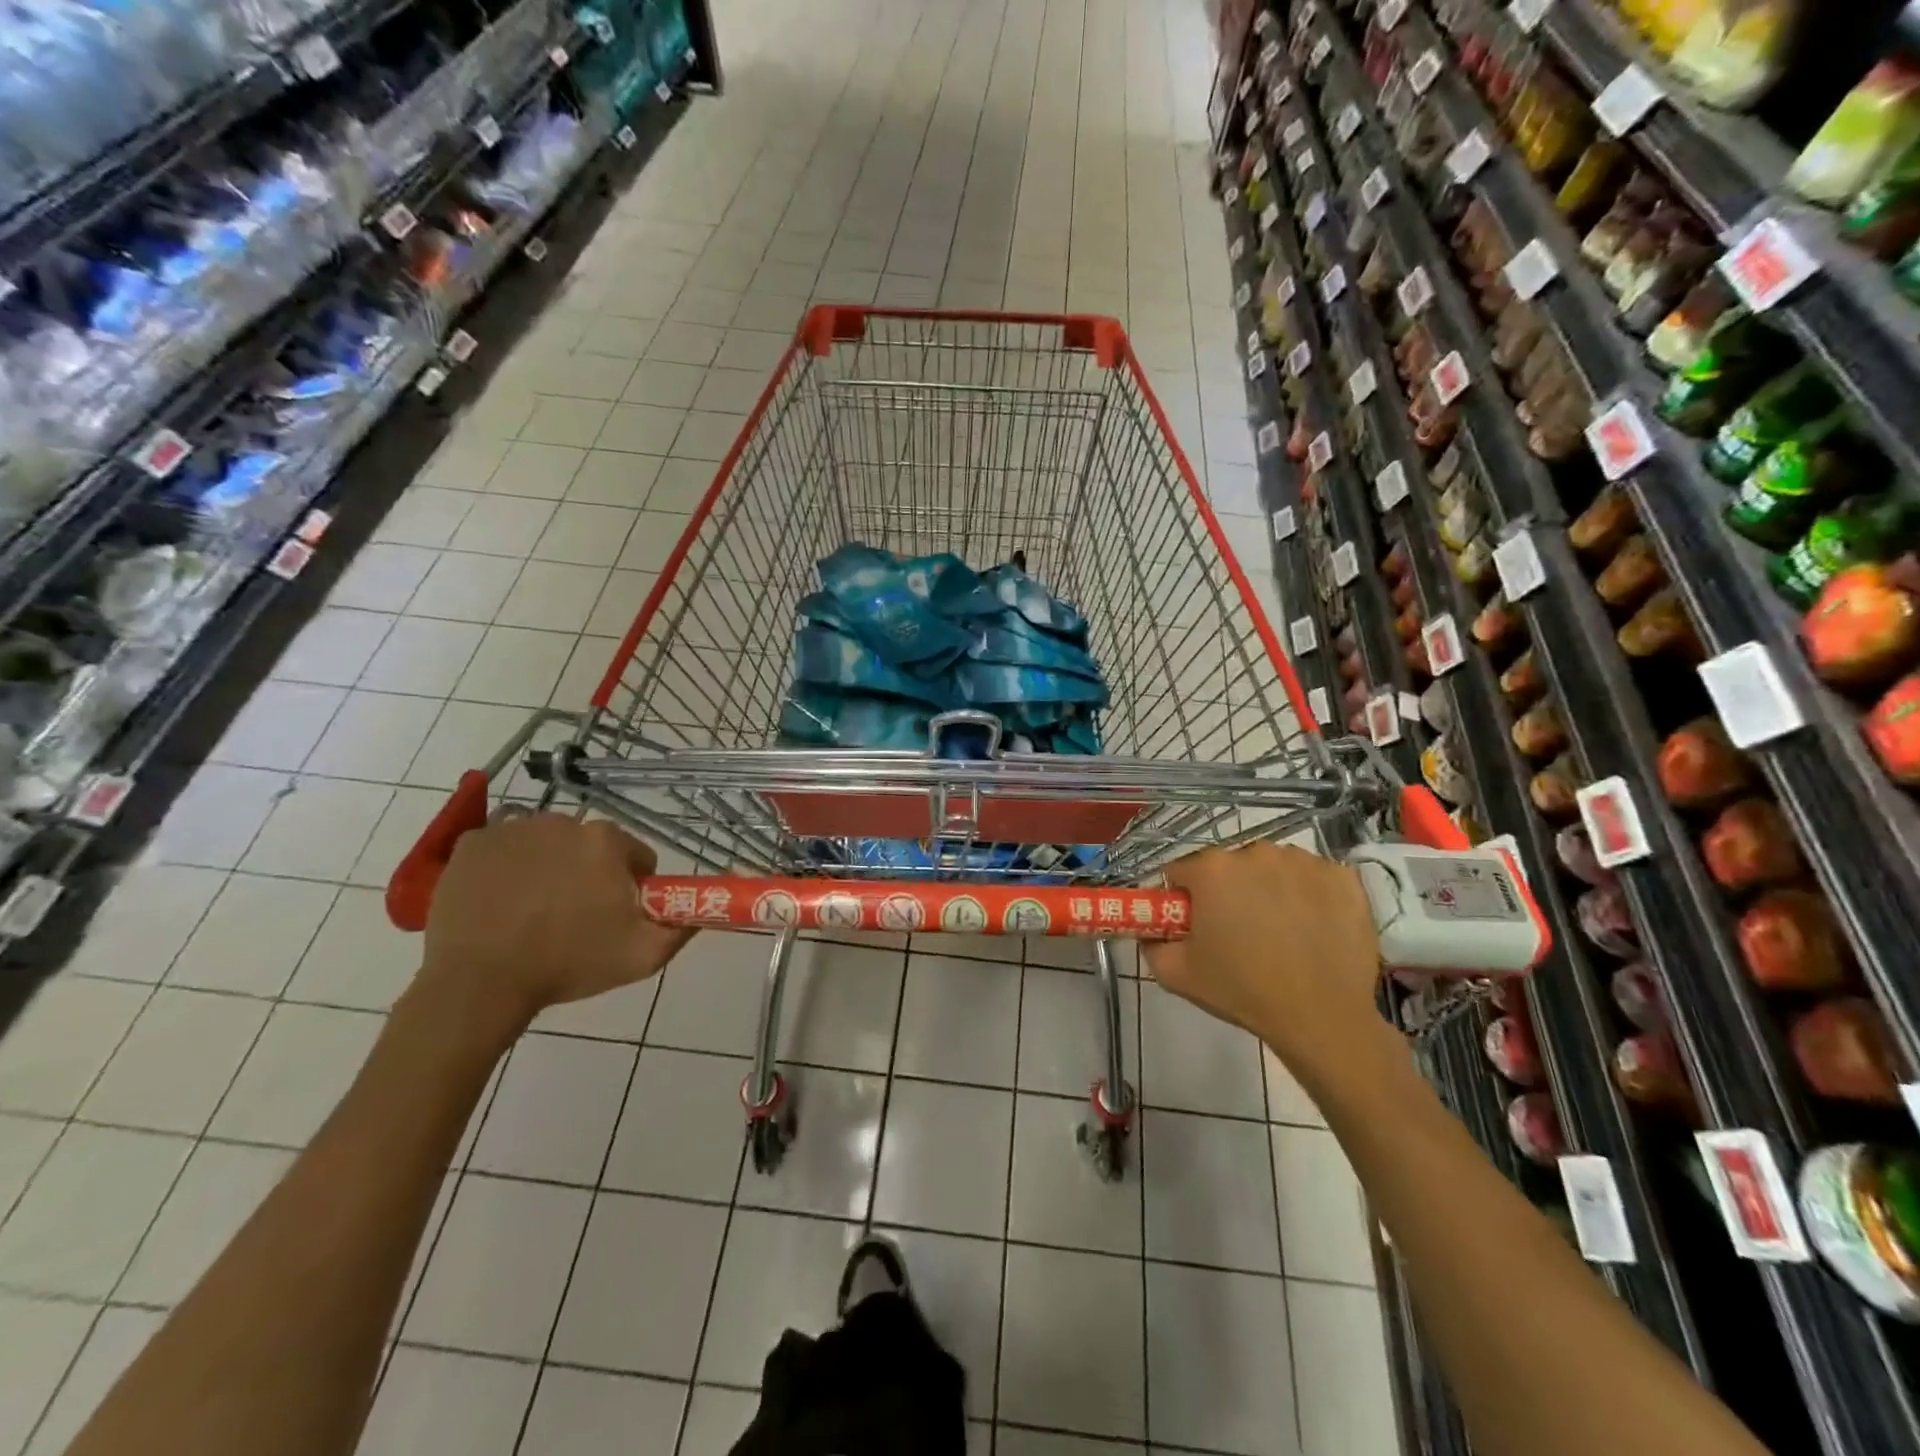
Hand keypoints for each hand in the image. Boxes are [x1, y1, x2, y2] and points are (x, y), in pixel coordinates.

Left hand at [419, 813, 691, 1032]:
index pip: (635, 856)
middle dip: (588, 874)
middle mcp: (563, 822)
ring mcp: (513, 829)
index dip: (631, 887)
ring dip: (548, 867)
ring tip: (533, 911)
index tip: (614, 916)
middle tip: (573, 917)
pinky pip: (503, 848)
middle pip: (589, 847)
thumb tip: (700, 909)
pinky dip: (506, 867)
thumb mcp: (643, 956)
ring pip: (546, 844)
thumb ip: (682, 927)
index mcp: (607, 842)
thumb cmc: (567, 965)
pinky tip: (500, 900)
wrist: (478, 984)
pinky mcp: (473, 843)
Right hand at [1143, 842, 1394, 1080]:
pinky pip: (1313, 878)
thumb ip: (1151, 944)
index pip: (1183, 871)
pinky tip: (1312, 928)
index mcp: (1212, 869)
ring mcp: (1304, 862)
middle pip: (1230, 866)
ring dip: (1269, 889)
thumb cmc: (1243, 991)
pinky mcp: (1343, 877)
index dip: (1185, 898)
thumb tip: (1151, 931)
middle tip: (1239, 933)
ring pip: (1273, 868)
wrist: (1323, 1019)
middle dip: (1229, 892)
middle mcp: (1256, 852)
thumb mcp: (1176, 974)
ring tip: (1280, 932)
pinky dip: (1309, 895)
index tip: (1196, 925)